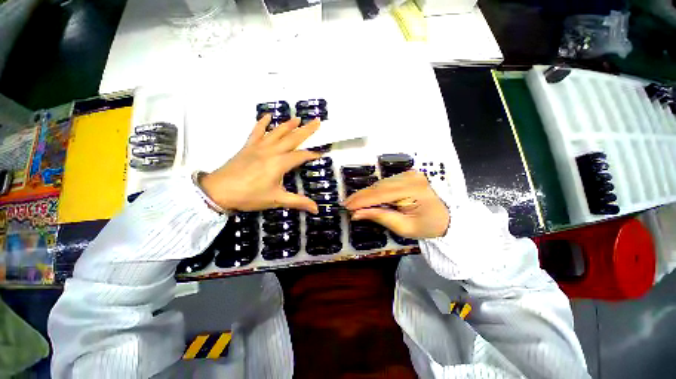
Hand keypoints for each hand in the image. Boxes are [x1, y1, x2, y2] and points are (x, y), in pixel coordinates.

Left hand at [201, 115, 320, 213]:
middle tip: (317, 121)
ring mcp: (259, 147)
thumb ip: (298, 202)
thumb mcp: (276, 200)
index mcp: (280, 163)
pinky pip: (256, 131)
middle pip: (292, 138)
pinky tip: (268, 115)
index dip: (312, 155)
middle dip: (307, 130)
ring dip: (288, 124)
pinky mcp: (248, 146)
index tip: (321, 154)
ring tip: (298, 118)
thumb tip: (317, 209)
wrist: (218, 191)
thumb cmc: (249, 196)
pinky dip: (262, 122)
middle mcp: (271, 151)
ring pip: (277, 132)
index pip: (301, 156)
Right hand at [343, 171, 449, 238]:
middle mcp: (411, 177)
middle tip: (346, 204)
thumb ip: (380, 217)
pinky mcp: (407, 175)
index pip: (381, 194)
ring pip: (380, 184)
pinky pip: (385, 183)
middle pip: (379, 187)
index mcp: (413, 190)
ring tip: (354, 202)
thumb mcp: (403, 227)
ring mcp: (409, 174)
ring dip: (366, 193)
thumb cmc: (427, 226)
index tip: (347, 206)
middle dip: (361, 196)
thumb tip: (356, 214)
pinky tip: (367, 197)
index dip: (362, 200)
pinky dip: (375, 191)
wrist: (446, 218)